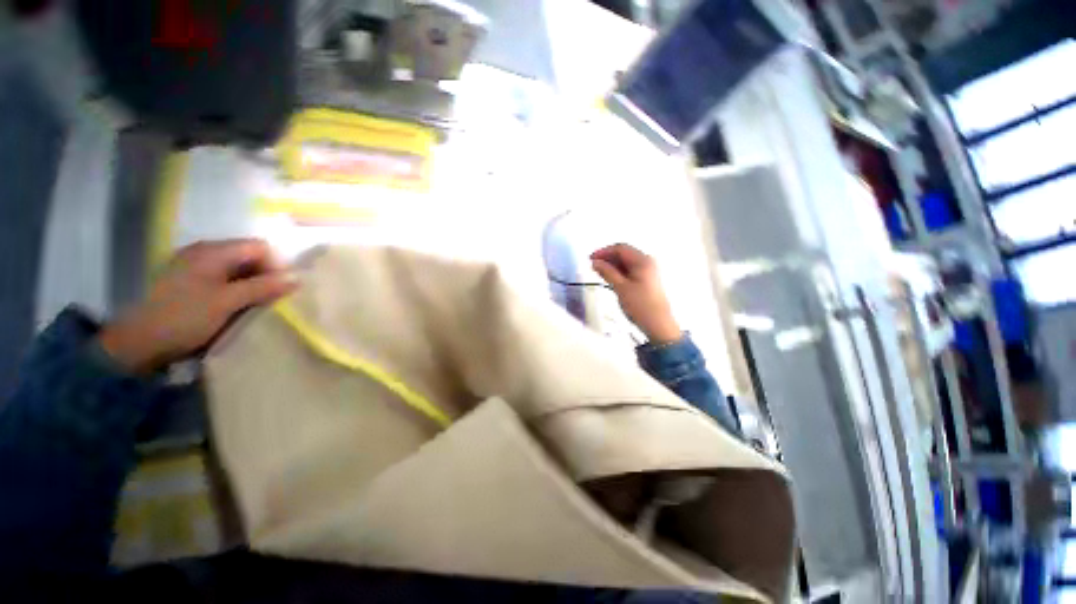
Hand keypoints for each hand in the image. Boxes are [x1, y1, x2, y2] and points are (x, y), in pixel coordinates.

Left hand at [99, 239, 296, 372]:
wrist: (138, 342)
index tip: (282, 289)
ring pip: (237, 269)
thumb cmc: (184, 317)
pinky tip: (236, 306)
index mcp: (212, 251)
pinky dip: (236, 290)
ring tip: (257, 304)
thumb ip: (263, 287)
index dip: (276, 265)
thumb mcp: (228, 302)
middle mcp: (203, 252)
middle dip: (265, 275)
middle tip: (272, 299)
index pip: (259, 247)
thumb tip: (297, 278)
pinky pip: (223, 279)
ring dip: (251, 284)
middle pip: (248, 256)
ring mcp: (193, 267)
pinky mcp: (188, 282)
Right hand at [590, 244, 681, 344]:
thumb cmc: (640, 305)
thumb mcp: (620, 288)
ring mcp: (648, 271)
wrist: (659, 324)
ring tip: (599, 273)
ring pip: (627, 262)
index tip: (590, 259)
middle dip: (607, 258)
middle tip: (593, 267)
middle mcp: (647, 261)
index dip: (604, 251)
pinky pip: (630, 270)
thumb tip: (595, 261)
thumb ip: (607, 272)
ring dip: (612, 265)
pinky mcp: (647, 280)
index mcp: (643, 260)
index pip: (620, 248)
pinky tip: (610, 278)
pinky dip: (619, 272)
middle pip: (624, 253)